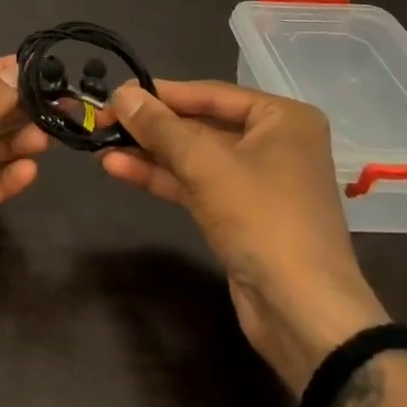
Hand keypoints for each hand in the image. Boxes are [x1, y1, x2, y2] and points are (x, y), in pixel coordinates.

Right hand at [101, 79, 388, 387]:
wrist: (304, 314)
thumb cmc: (263, 220)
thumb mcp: (206, 165)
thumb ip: (160, 127)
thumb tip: (120, 94)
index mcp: (282, 118)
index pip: (209, 94)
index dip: (160, 93)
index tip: (116, 93)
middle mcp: (273, 143)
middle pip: (200, 124)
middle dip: (151, 126)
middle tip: (104, 120)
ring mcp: (256, 181)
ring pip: (193, 156)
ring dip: (149, 152)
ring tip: (102, 144)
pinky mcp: (240, 215)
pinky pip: (195, 184)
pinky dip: (161, 176)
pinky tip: (119, 168)